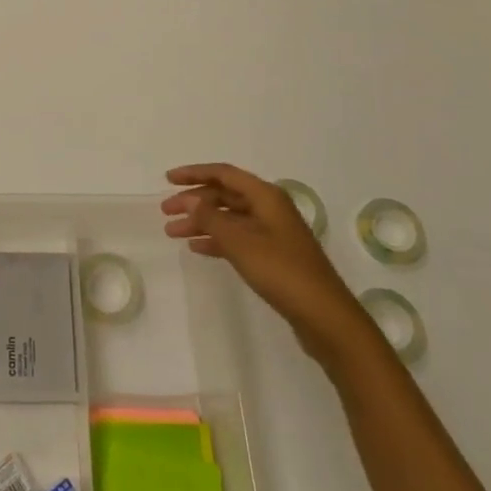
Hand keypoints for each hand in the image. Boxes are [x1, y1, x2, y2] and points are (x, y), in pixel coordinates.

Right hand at [162, 162, 374, 368]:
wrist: (324, 316)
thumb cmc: (281, 271)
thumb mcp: (240, 242)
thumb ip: (211, 218)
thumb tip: (190, 200)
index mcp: (266, 196)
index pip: (223, 174)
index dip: (194, 173)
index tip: (167, 179)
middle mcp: (269, 208)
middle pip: (225, 195)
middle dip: (194, 201)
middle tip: (166, 212)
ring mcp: (272, 232)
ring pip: (229, 218)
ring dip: (202, 222)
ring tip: (173, 232)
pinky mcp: (273, 255)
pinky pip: (237, 238)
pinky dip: (216, 239)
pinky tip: (197, 248)